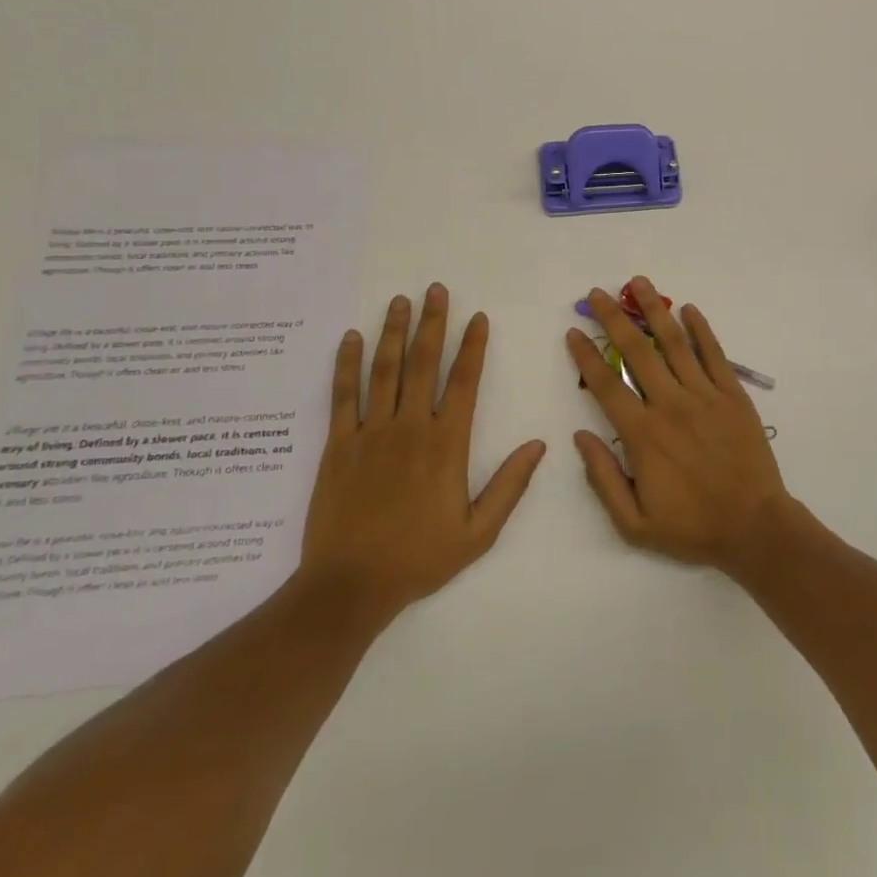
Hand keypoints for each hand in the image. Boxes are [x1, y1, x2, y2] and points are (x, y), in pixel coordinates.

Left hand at [298, 283, 545, 622]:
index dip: (473, 346)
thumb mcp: (478, 533)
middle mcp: (410, 427)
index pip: (464, 382)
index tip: (477, 317)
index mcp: (447, 445)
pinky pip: (343, 396)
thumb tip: (539, 444)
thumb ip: (510, 485)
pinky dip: (346, 364)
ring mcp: (371, 432)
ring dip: (394, 332)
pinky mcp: (338, 444)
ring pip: (385, 370)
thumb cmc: (418, 559)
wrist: (349, 587)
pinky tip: (351, 338)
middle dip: (432, 323)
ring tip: (400, 301)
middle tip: (436, 289)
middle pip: (424, 363)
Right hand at [568, 277, 792, 572]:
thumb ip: (602, 479)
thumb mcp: (634, 523)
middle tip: (599, 292)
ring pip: (674, 343)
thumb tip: (578, 437)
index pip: (606, 384)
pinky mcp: (733, 394)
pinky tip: (688, 309)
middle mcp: (670, 404)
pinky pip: (714, 354)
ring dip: (654, 310)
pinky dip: (701, 329)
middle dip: (614, 318)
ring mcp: (705, 395)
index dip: (586, 355)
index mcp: (643, 434)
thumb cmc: (692, 527)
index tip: (573, 330)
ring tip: (639, 282)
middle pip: (636, 351)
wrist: (755, 528)